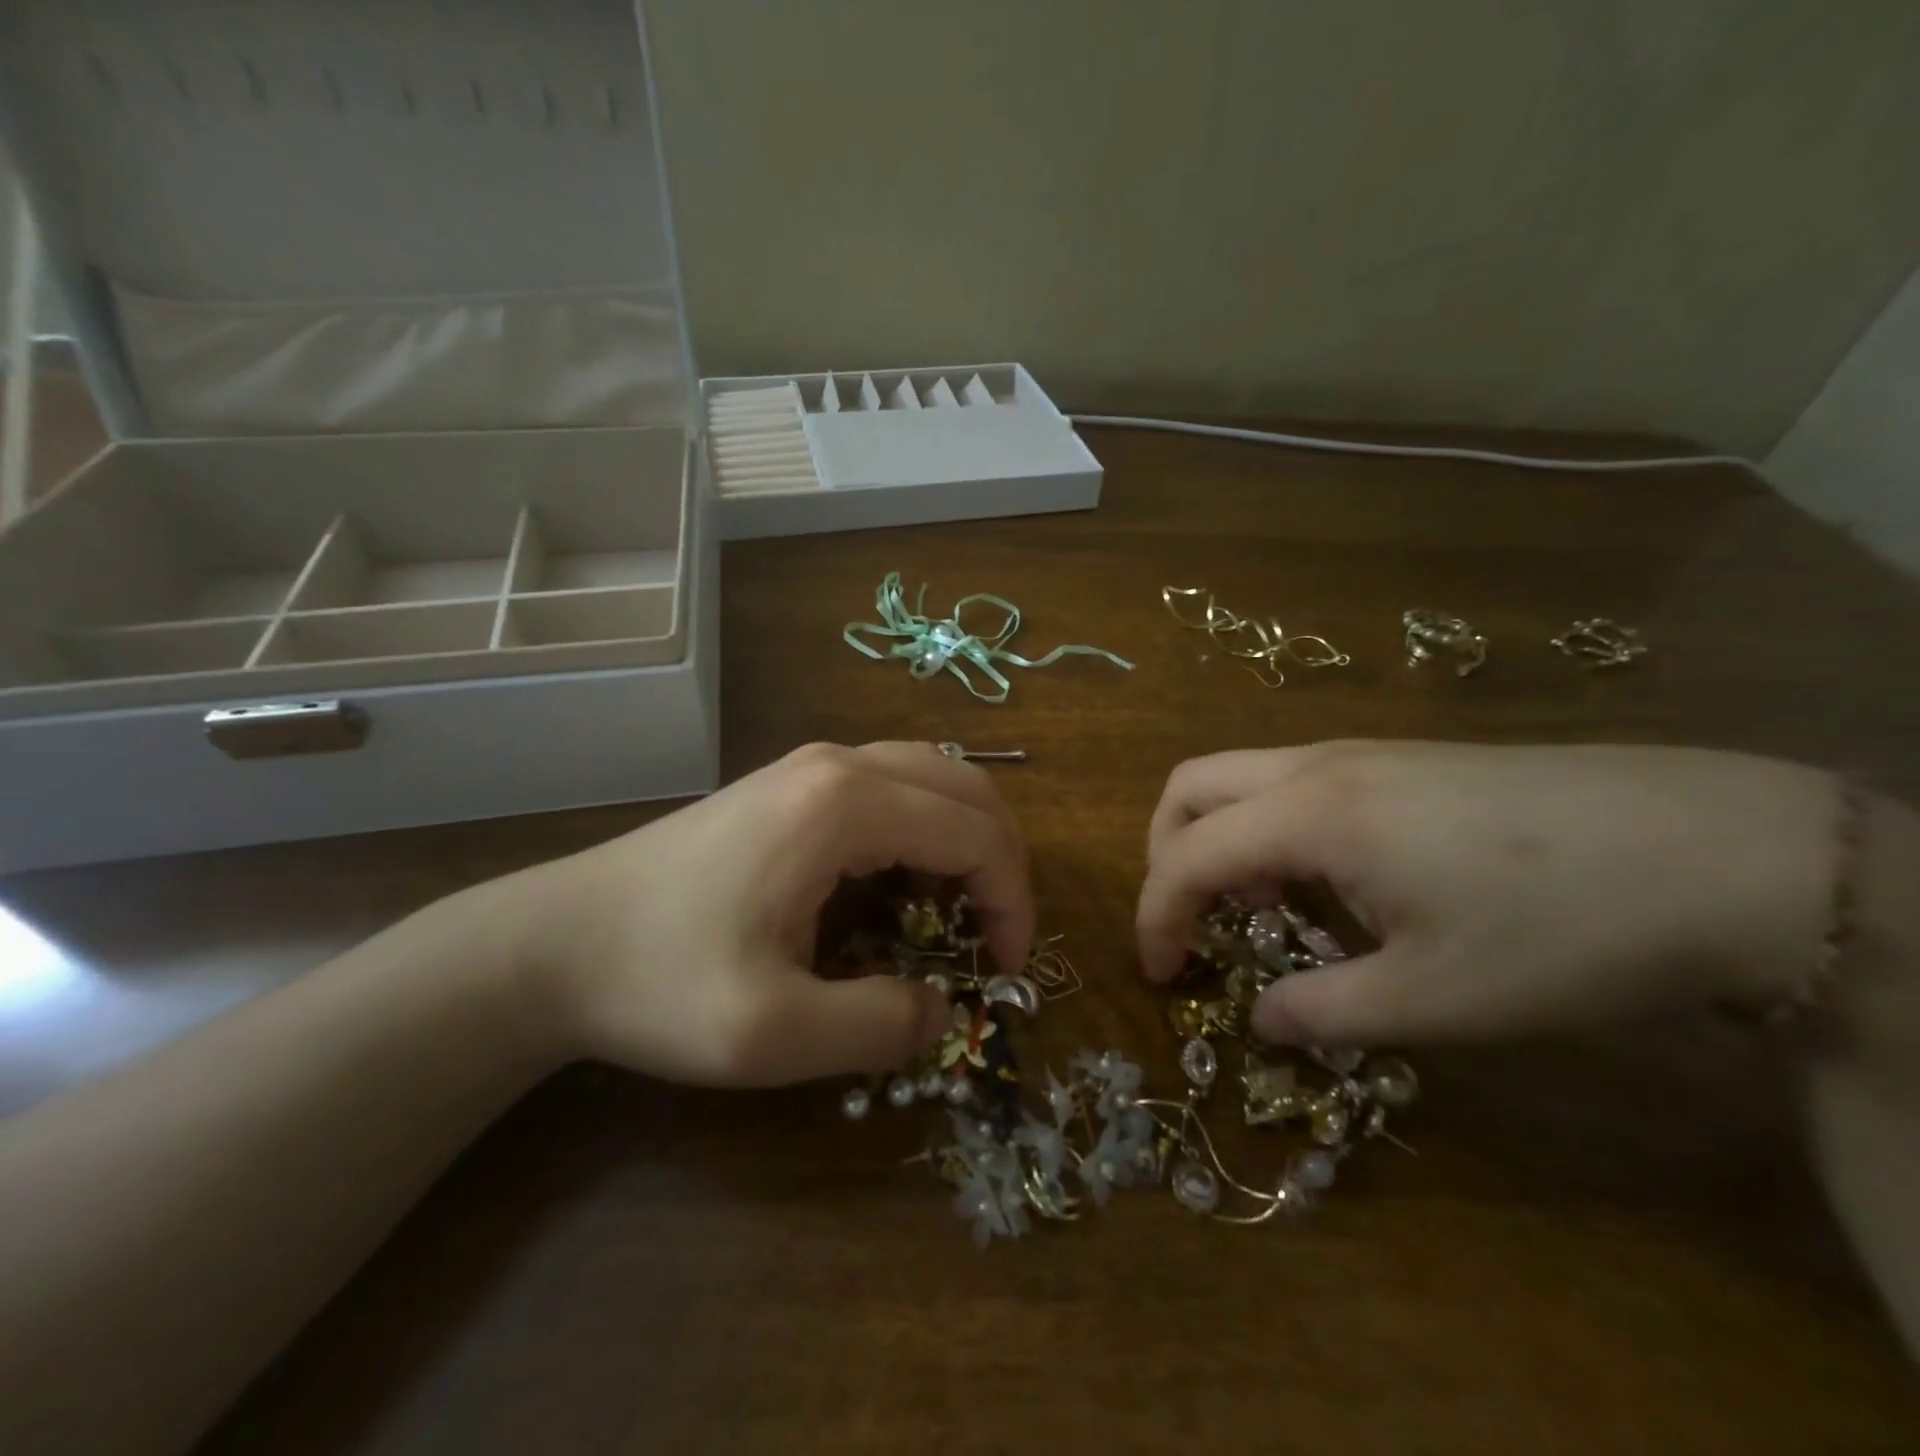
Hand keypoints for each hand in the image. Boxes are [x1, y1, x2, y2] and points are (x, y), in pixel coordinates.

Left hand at [506, 742, 1033, 1085]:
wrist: (553, 941)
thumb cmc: (659, 982)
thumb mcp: (772, 1034)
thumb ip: (878, 1026)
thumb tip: (941, 1009)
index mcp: (844, 806)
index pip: (974, 832)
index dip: (1010, 900)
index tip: (1004, 968)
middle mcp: (839, 764)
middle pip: (966, 787)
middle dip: (1000, 860)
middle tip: (994, 936)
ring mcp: (811, 765)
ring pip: (931, 777)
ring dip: (964, 839)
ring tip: (953, 912)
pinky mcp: (791, 782)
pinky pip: (891, 786)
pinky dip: (923, 829)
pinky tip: (898, 885)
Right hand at [1137, 741, 1841, 1045]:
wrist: (1724, 850)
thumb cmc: (1563, 932)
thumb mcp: (1435, 999)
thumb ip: (1322, 1011)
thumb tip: (1261, 1018)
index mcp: (1311, 815)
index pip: (1188, 856)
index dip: (1157, 917)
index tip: (1162, 975)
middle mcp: (1318, 766)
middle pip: (1190, 785)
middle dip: (1165, 853)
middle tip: (1190, 922)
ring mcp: (1361, 753)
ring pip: (1241, 777)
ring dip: (1220, 838)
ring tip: (1259, 910)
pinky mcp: (1400, 758)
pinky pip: (1293, 782)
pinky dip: (1269, 828)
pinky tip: (1326, 883)